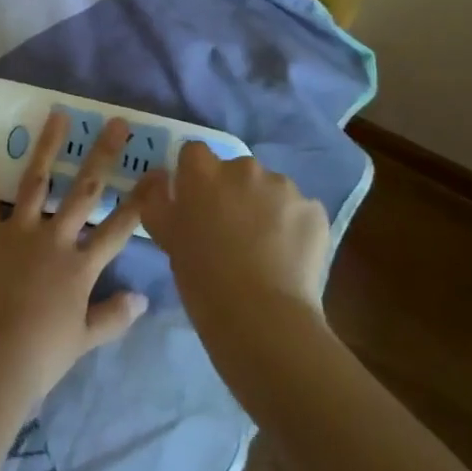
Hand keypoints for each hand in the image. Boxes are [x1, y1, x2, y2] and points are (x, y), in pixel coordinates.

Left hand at [0, 114, 147, 409]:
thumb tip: (143, 299)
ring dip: (47, 147)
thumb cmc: (41, 356)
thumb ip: (113, 316)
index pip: (120, 227)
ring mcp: (19, 233)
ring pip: (37, 181)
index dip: (141, 199)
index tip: (159, 171)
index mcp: (81, 265)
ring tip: (58, 115)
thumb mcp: (84, 340)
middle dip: (102, 155)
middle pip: (84, 190)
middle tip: (116, 123)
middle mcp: (54, 239)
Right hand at [136, 144, 330, 359]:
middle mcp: (243, 168)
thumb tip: (161, 178)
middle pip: (235, 169)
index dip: (194, 175)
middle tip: (230, 231)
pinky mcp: (314, 210)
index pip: (194, 152)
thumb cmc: (202, 279)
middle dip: (233, 192)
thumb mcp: (165, 237)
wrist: (262, 318)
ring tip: (264, 249)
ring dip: (265, 207)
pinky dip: (293, 228)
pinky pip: (298, 211)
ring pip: (270, 189)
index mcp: (203, 172)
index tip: (196, 202)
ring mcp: (283, 187)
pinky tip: (288, 258)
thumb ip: (158, 200)